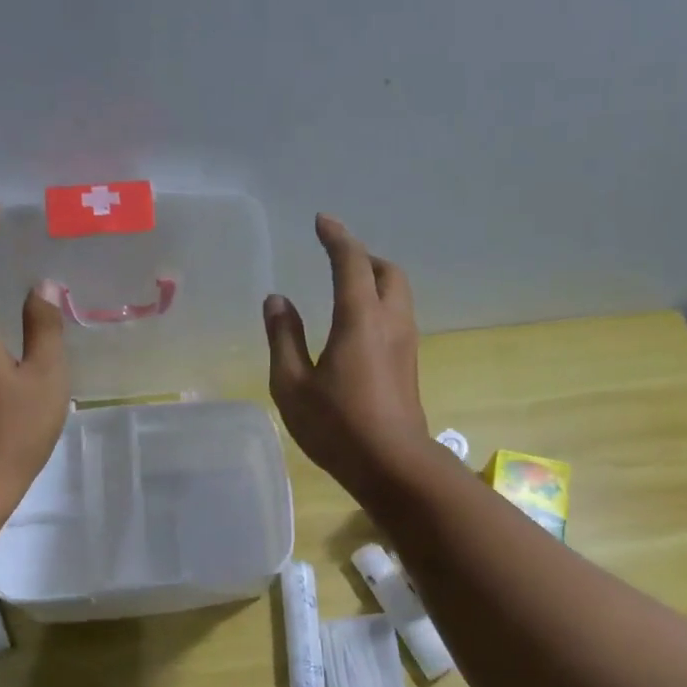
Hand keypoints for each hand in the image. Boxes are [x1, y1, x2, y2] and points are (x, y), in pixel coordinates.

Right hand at [264, 214, 433, 492]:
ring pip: (398, 296)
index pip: (351, 261)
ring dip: (375, 282)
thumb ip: (283, 338)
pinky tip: (359, 330)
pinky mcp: (409, 368)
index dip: (336, 237)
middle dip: (363, 257)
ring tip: (347, 292)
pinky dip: (380, 307)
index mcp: (360, 317)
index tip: (322, 221)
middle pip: (387, 271)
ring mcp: (406, 345)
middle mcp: (390, 322)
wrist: (392, 465)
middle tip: (337, 259)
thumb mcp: (293, 385)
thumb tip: (277, 301)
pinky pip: (398, 319)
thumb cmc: (337, 425)